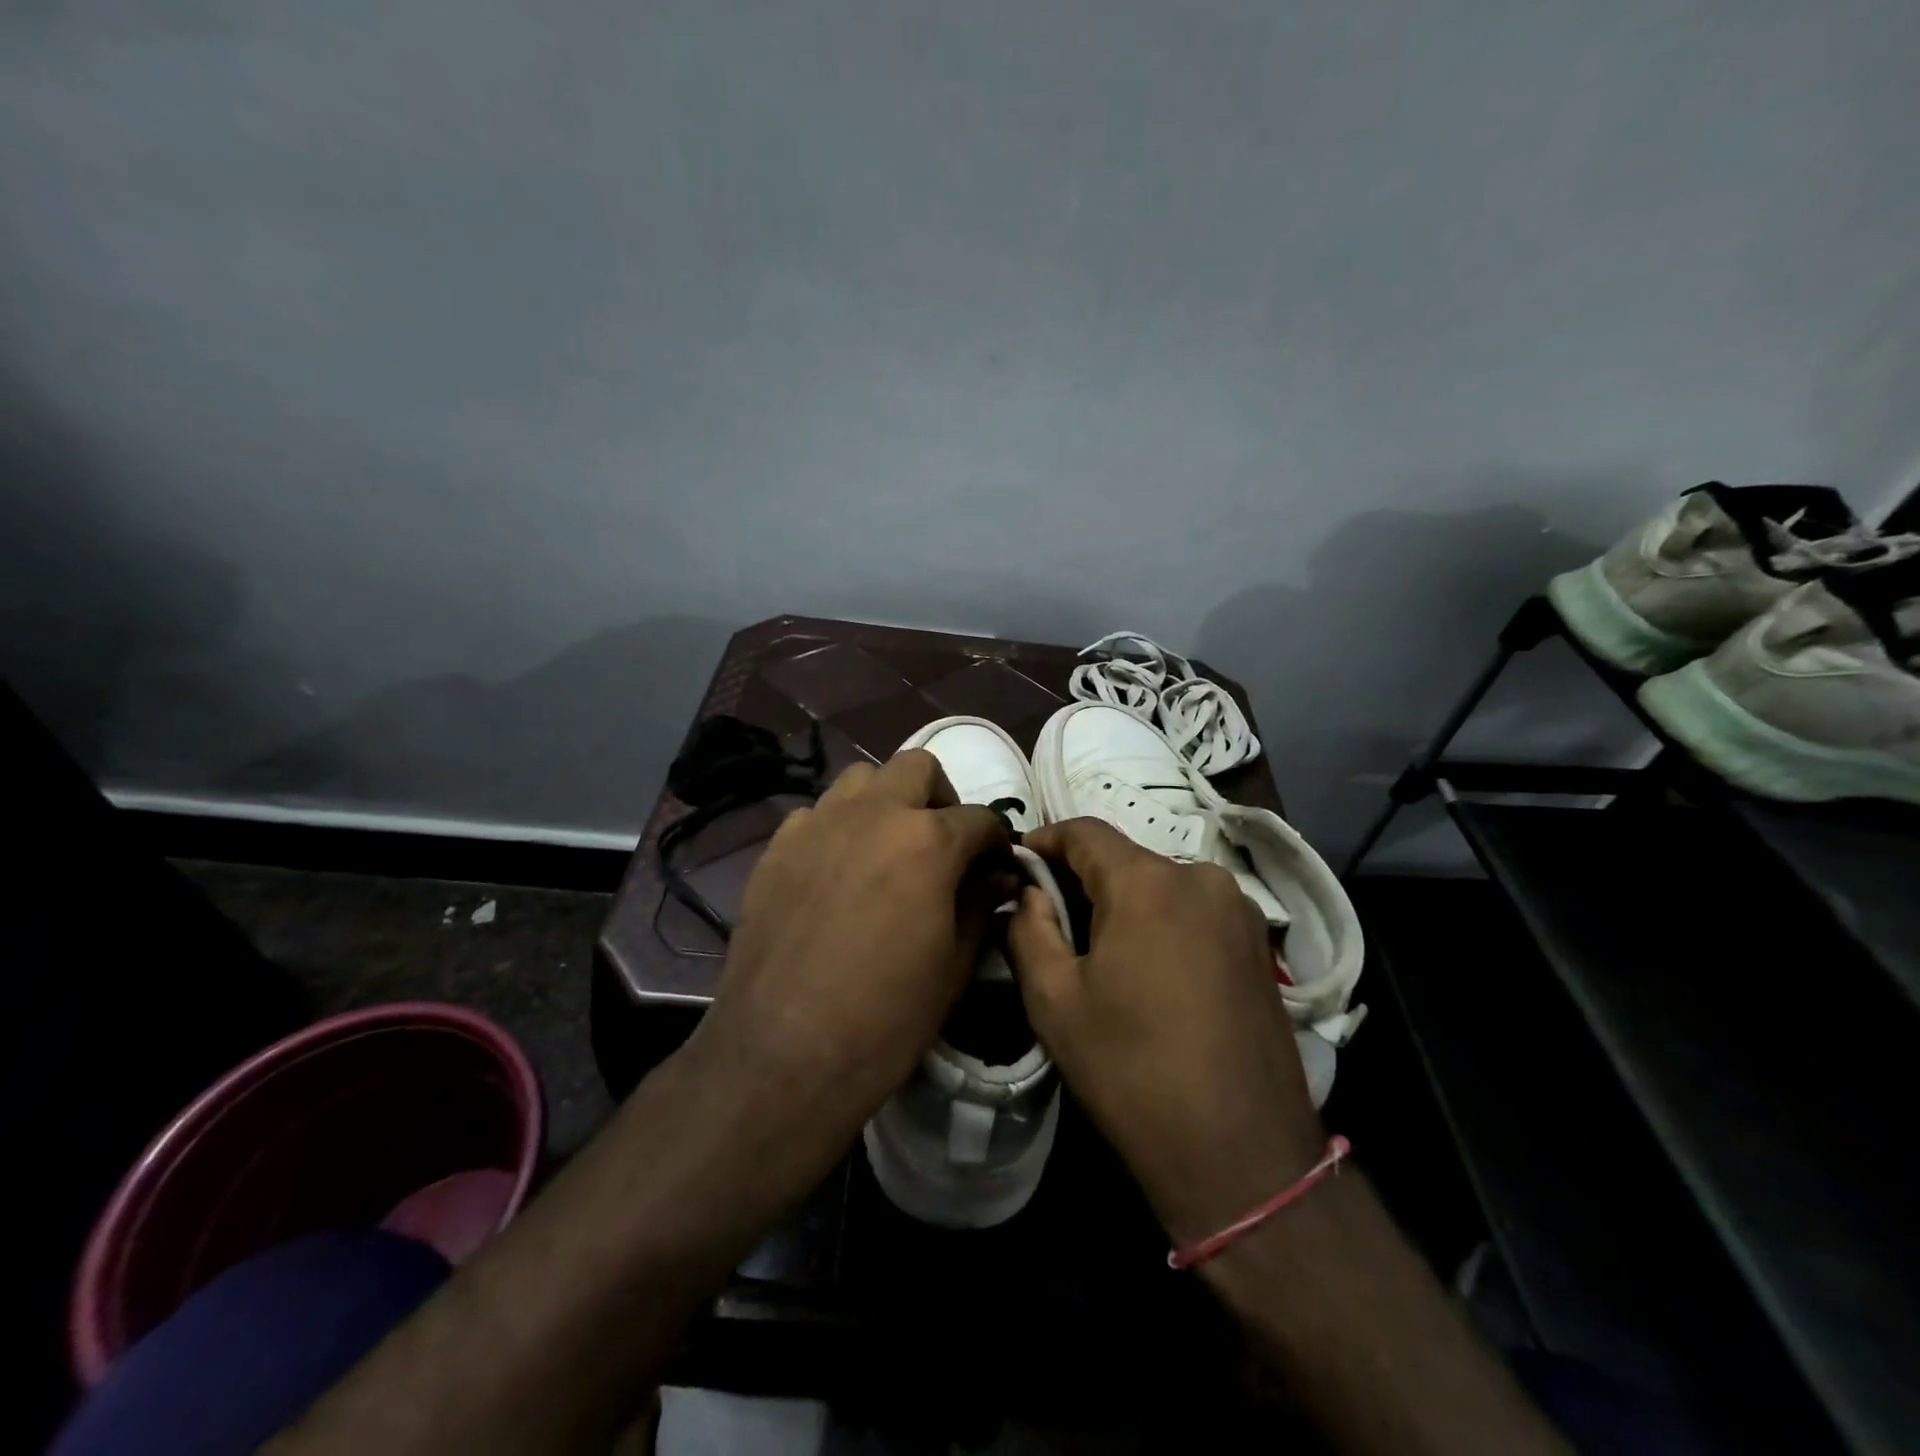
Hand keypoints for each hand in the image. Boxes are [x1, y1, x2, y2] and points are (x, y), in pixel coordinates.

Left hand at [690, 750, 1012, 1165]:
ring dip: (885, 801)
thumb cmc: (886, 1016)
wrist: (782, 1053)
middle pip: (917, 767)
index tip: (996, 865)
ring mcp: (818, 824)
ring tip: (887, 848)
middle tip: (942, 842)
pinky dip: (836, 828)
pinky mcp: (777, 847)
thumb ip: (981, 905)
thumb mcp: (954, 965)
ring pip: (860, 779)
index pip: (979, 819)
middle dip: (940, 797)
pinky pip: (814, 815)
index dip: (996, 841)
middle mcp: (873, 813)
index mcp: (927, 840)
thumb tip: (999, 876)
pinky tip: (835, 871)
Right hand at [1008, 817, 1325, 1244]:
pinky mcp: (1260, 943)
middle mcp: (1201, 877)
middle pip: (1125, 858)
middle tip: (1050, 918)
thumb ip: (1028, 928)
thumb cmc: (1133, 1071)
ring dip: (1124, 902)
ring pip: (1160, 884)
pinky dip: (1161, 921)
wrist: (1243, 1155)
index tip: (1018, 866)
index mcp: (1148, 883)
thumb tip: (1029, 892)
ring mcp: (1240, 909)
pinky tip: (1148, 969)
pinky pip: (1193, 909)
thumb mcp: (1054, 1001)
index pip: (1084, 831)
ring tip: (1099, 950)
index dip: (1044, 841)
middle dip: (1082, 878)